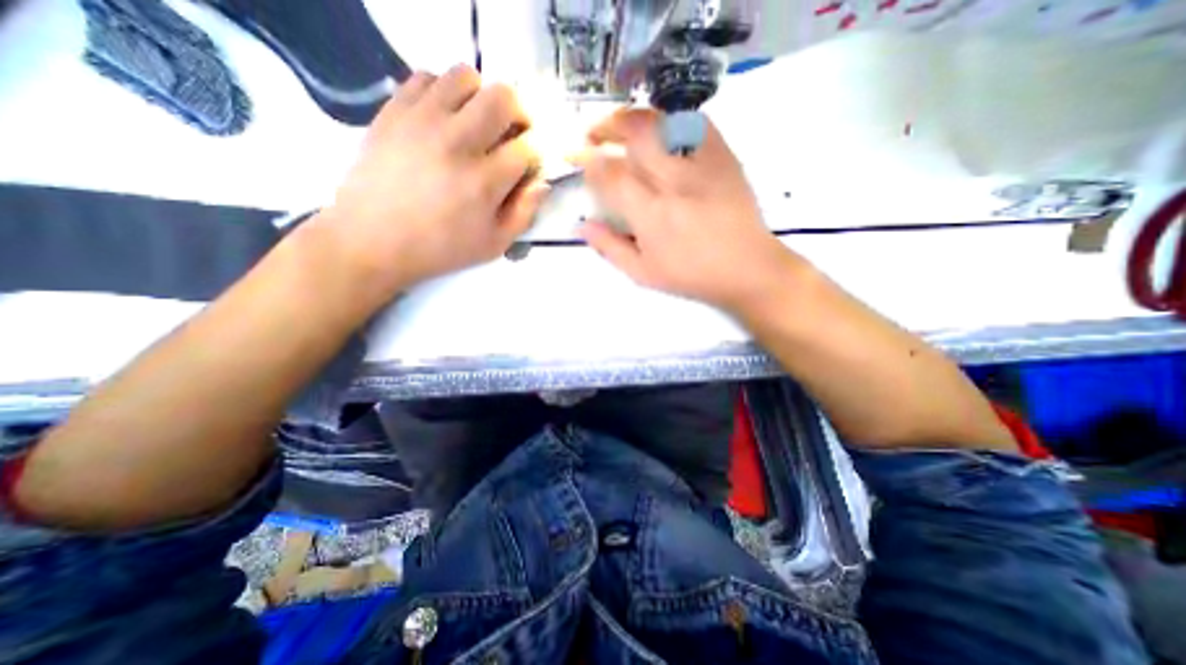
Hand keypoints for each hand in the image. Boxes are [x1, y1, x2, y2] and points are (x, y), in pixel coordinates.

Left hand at [320, 64, 550, 299]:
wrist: (372, 239)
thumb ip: (524, 213)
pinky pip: (427, 77)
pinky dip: (445, 92)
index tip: (530, 161)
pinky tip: (445, 118)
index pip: (528, 147)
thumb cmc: (440, 248)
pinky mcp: (395, 110)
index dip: (536, 151)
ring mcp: (422, 120)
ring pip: (466, 76)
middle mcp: (457, 142)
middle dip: (519, 113)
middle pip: (504, 98)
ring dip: (482, 97)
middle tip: (512, 132)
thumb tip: (541, 182)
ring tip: (477, 122)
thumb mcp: (493, 244)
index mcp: (484, 181)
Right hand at [580, 106, 800, 313]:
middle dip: (606, 126)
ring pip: (663, 123)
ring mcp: (702, 165)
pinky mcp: (724, 157)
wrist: (746, 267)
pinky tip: (661, 129)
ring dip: (634, 118)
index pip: (611, 174)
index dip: (589, 160)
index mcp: (652, 214)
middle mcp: (674, 182)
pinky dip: (672, 120)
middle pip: (635, 135)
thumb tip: (582, 225)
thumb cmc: (691, 275)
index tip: (578, 156)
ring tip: (620, 125)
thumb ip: (610, 247)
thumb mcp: (643, 273)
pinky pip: (695, 123)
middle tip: (593, 133)